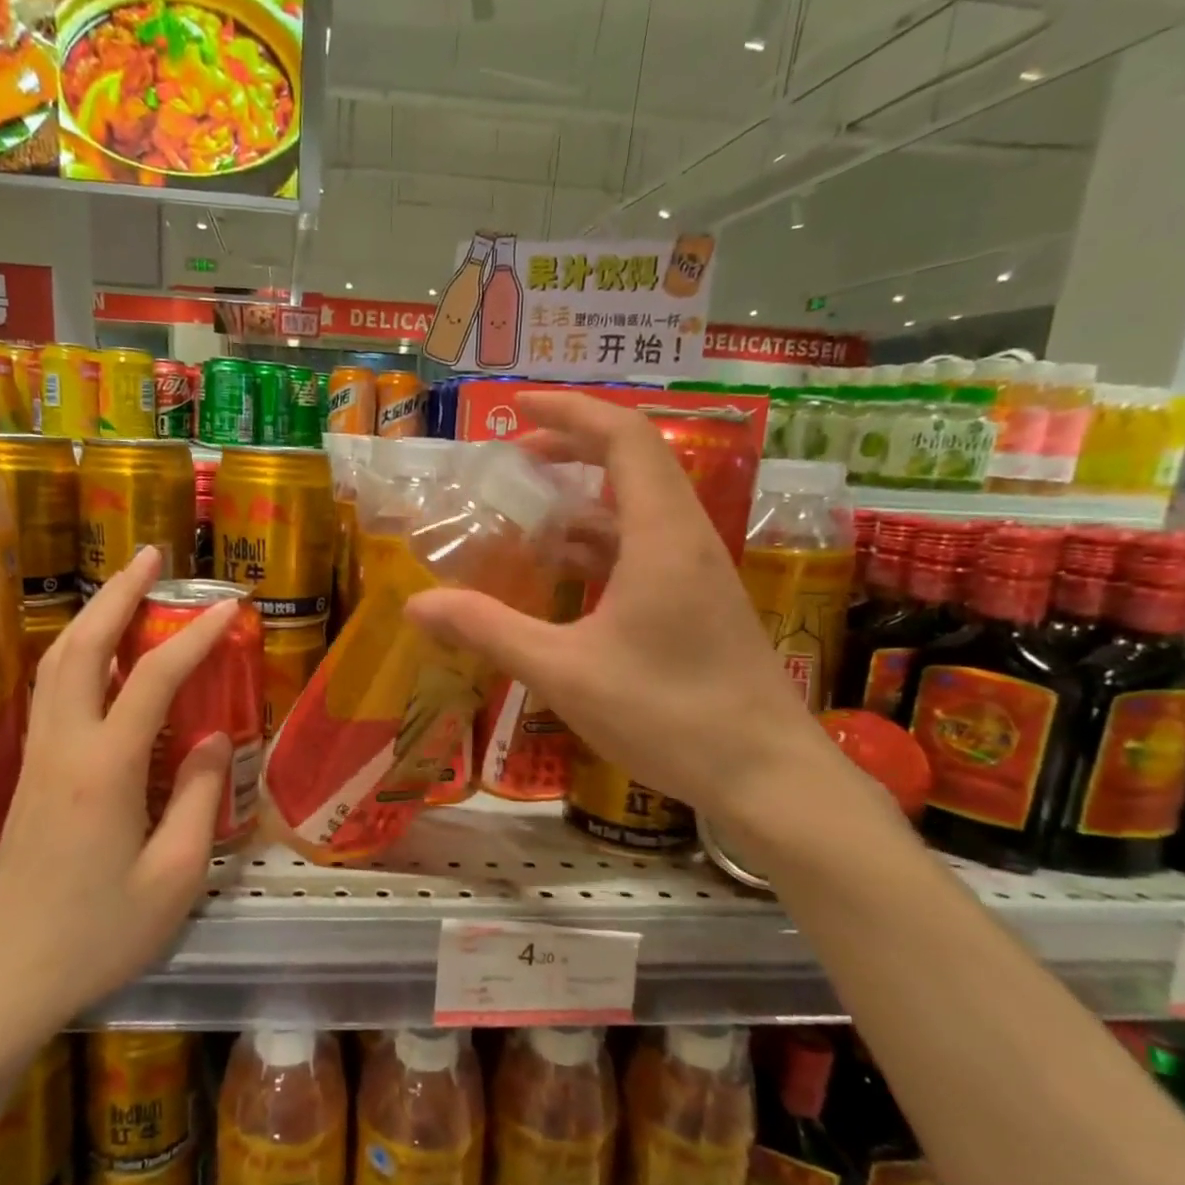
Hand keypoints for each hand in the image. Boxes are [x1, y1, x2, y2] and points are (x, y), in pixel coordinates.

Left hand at [0, 546, 237, 1047]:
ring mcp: (37, 759)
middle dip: (117, 594)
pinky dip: (76, 653)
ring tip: (126, 588)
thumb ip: (200, 797)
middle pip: (81, 648)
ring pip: (55, 664)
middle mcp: (62, 748)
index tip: (228, 607)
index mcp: (103, 770)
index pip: (151, 680)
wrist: (6, 980)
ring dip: (91, 616)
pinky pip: (50, 692)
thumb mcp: (175, 876)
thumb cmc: (99, 935)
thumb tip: (214, 736)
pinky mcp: (28, 776)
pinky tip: (97, 654)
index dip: (193, 638)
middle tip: (151, 557)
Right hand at [406, 392, 827, 820]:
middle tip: (516, 457)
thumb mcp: (563, 671)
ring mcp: (699, 574)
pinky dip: (602, 544)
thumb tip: (418, 605)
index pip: (625, 439)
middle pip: (636, 463)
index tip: (519, 408)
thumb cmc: (667, 715)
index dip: (572, 412)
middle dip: (574, 449)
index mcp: (662, 536)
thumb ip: (488, 631)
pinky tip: (567, 575)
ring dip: (586, 501)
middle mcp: (687, 540)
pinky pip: (646, 550)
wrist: (766, 776)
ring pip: (641, 510)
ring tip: (529, 513)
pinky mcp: (700, 604)